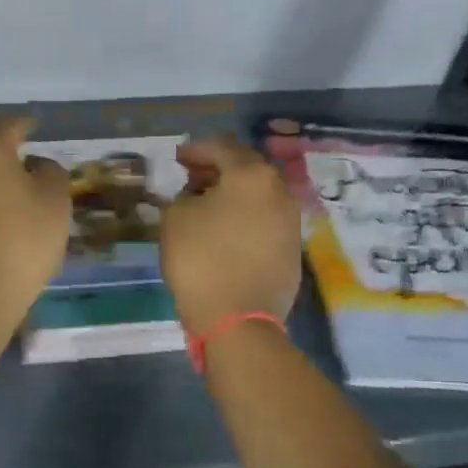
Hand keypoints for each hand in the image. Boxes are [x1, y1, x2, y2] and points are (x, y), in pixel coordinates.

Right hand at [161, 137, 301, 335]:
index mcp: (251, 176)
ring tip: (207, 206)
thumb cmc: (201, 259)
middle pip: (247, 169)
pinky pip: (264, 221)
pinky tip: (225, 232)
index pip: (223, 148)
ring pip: (258, 196)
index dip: (197, 150)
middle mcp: (279, 191)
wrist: (238, 318)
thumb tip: (196, 197)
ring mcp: (291, 222)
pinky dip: (244, 217)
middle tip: (192, 178)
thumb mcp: (175, 219)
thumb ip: (184, 196)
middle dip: (218, 170)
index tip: (178, 158)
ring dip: (233, 195)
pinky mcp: (292, 249)